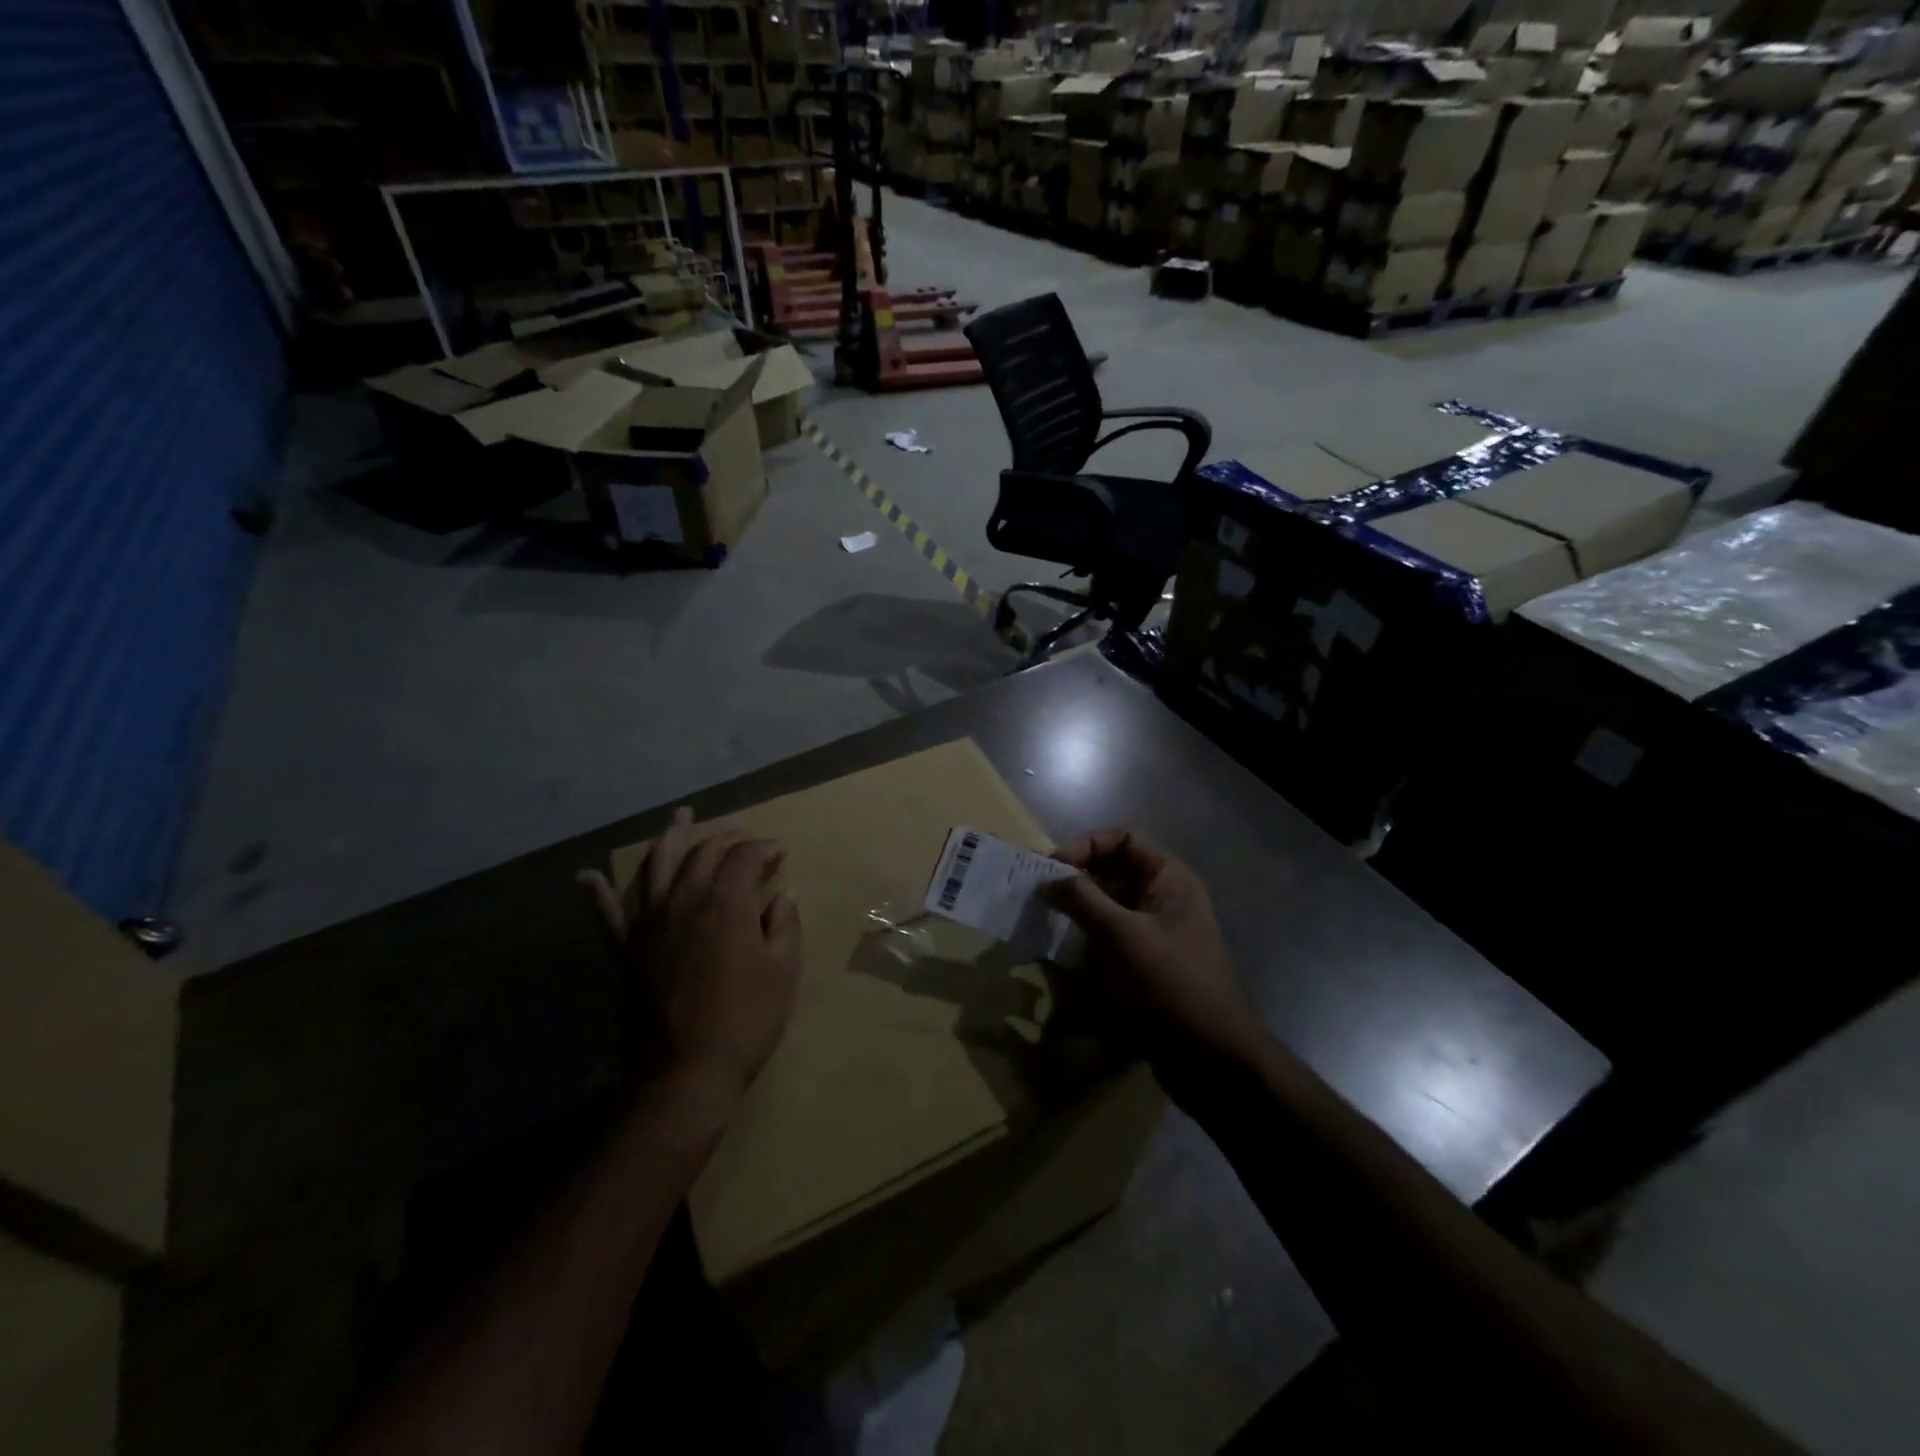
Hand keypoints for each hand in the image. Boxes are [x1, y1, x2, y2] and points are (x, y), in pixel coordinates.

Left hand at [580, 807, 801, 1107]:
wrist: (685, 1072)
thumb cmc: (745, 1020)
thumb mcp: (783, 972)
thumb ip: (784, 927)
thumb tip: (784, 897)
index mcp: (725, 903)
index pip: (744, 856)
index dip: (764, 848)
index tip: (780, 854)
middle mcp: (683, 901)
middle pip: (702, 853)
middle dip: (727, 839)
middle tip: (745, 840)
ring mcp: (649, 924)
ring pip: (656, 866)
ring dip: (670, 838)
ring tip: (680, 818)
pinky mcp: (626, 951)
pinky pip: (607, 915)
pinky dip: (597, 893)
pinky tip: (587, 876)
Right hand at [1047, 829, 1266, 1092]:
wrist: (1210, 1057)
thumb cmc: (1171, 983)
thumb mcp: (1123, 935)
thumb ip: (1083, 900)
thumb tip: (1047, 879)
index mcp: (1170, 879)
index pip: (1124, 840)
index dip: (1087, 845)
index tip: (1052, 867)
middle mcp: (1163, 899)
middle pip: (1114, 871)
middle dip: (1076, 879)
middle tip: (1039, 894)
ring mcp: (1154, 934)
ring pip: (1108, 907)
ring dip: (1077, 911)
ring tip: (1044, 920)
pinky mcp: (1144, 965)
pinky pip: (1109, 939)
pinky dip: (1084, 940)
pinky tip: (1060, 952)